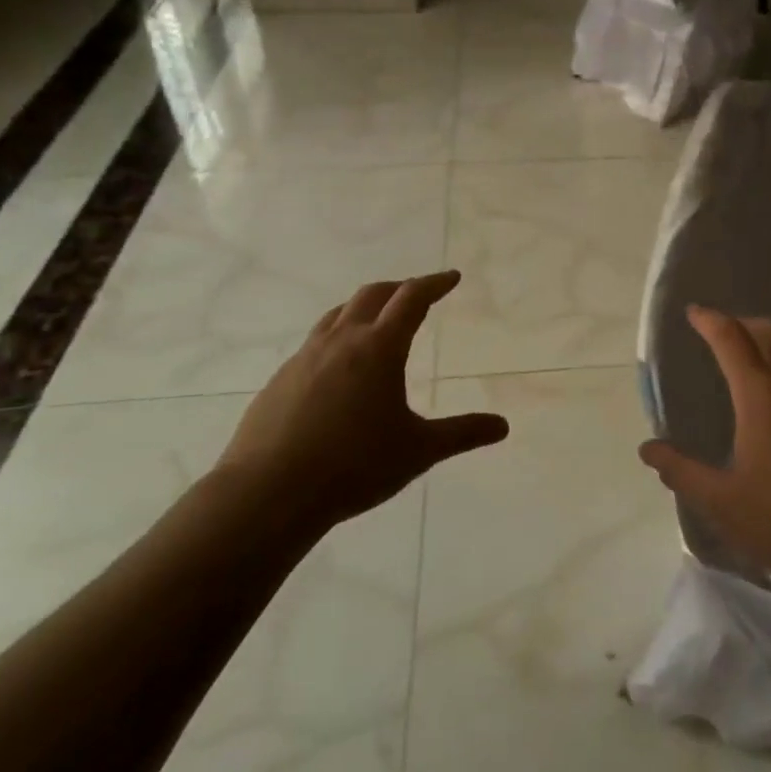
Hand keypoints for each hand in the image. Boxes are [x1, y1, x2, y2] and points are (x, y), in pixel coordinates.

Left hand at [217, 272, 507, 539]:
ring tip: (378, 321)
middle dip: (400, 288)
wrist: (268, 494)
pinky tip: (340, 369)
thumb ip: (462, 434)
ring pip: (338, 314)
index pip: (412, 299)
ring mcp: (305, 358)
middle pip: (372, 295)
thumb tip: (502, 426)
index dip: (434, 284)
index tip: (452, 278)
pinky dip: (337, 337)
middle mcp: (341, 341)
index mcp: (379, 348)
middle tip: (418, 294)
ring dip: (364, 307)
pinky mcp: (281, 379)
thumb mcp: (418, 451)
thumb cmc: (353, 466)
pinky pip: (315, 343)